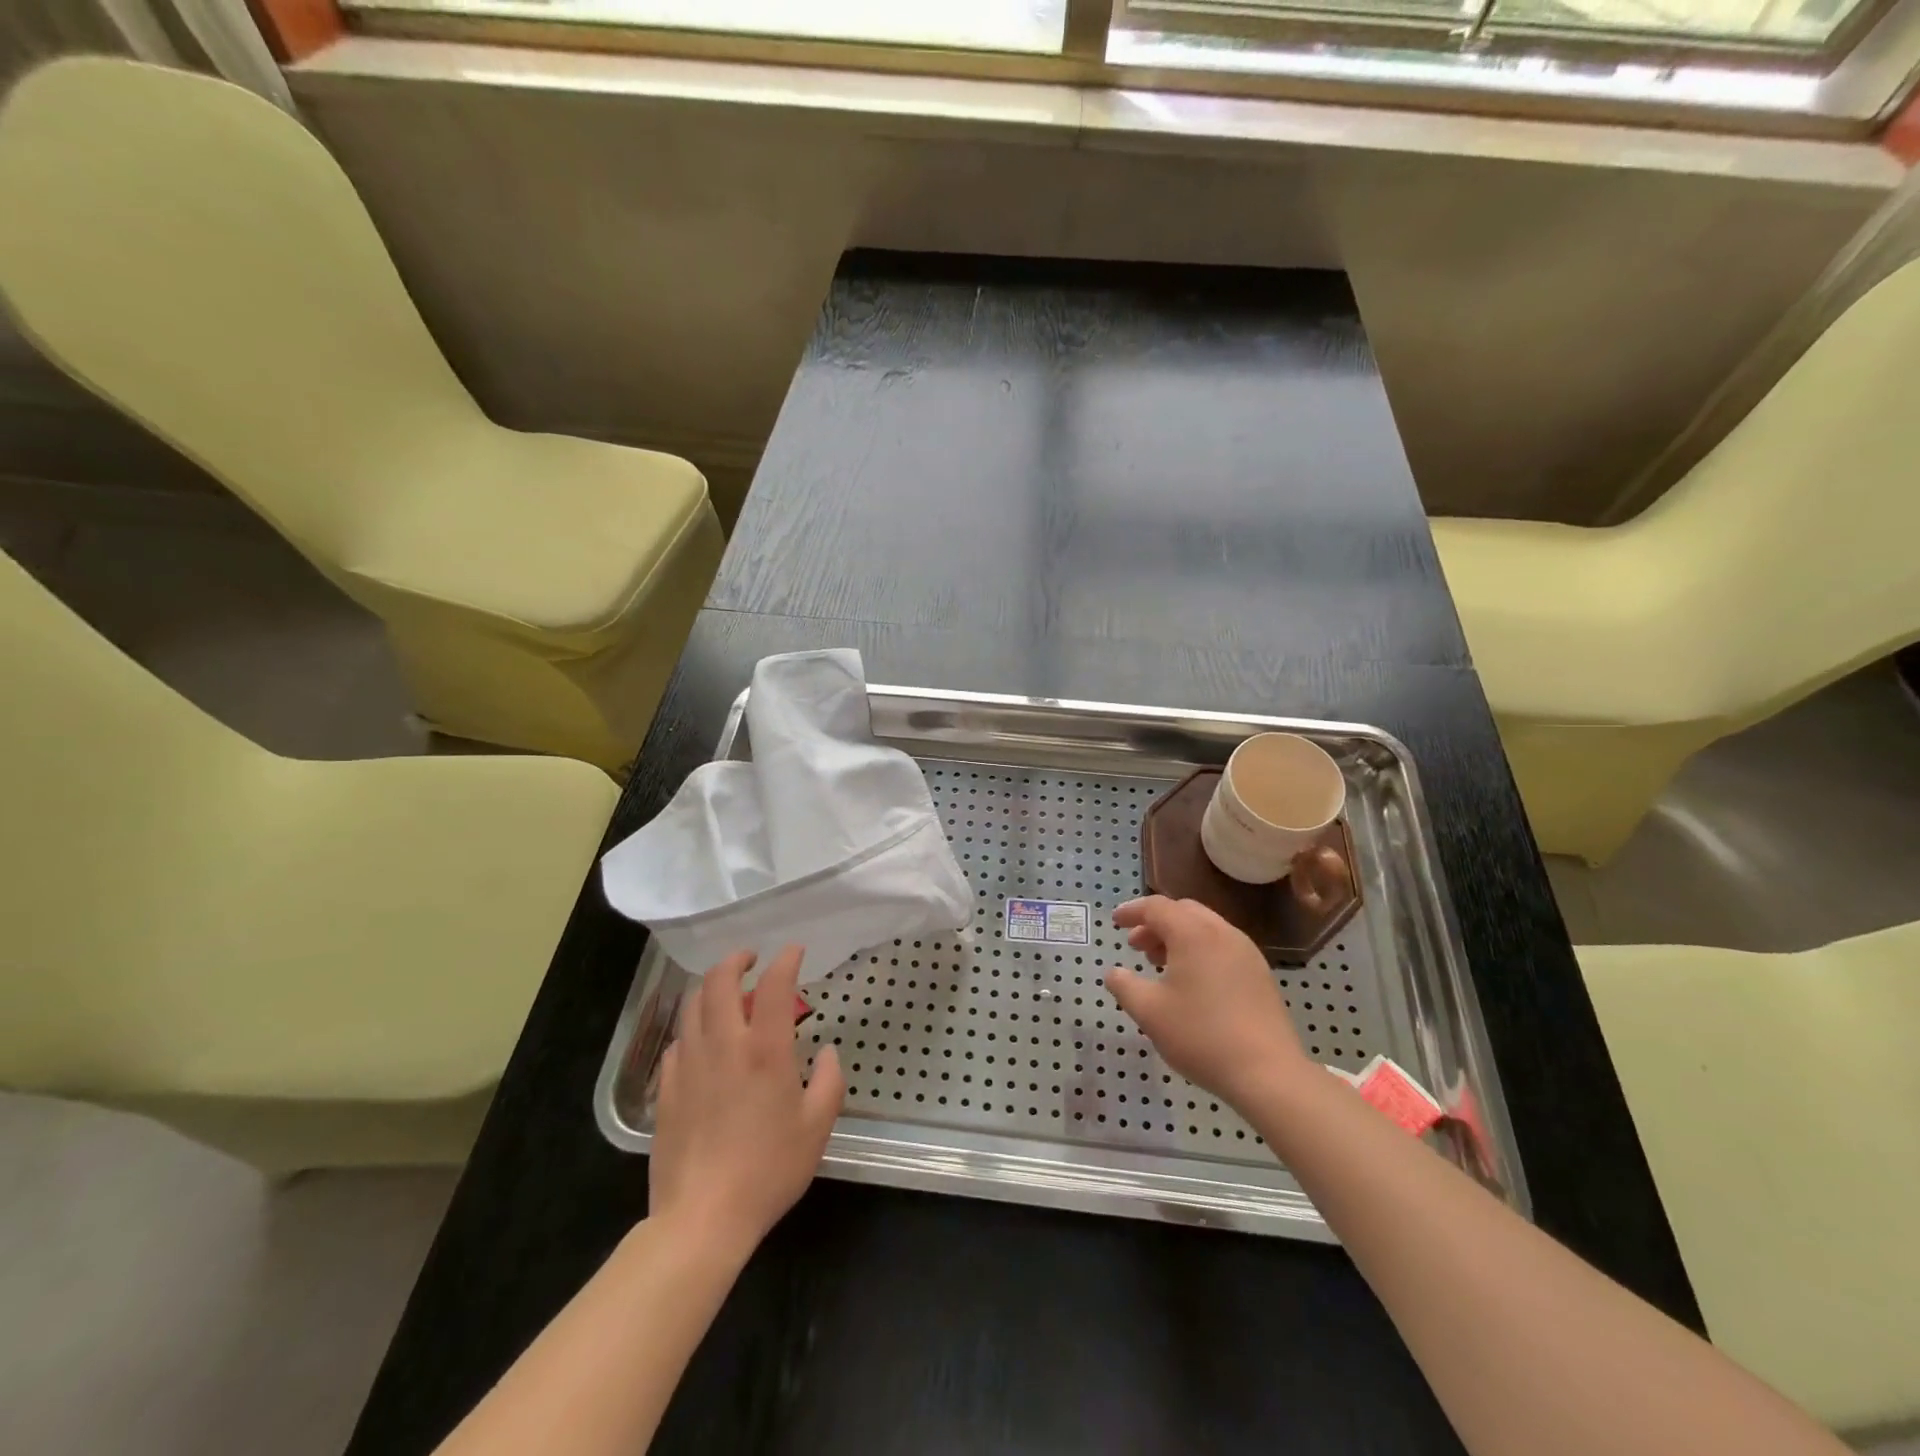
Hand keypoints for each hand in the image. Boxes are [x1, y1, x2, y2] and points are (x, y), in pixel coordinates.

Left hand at [647, 946, 844, 1261]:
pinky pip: (677, 1042)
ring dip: (711, 988)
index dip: (786, 960)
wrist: (702, 1218)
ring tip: (727, 994)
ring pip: (692, 1005)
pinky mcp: (666, 1088)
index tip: (794, 951)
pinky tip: (703, 1043)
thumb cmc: (768, 1170)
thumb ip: (830, 1081)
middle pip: (720, 980)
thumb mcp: (817, 1127)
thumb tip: (829, 1052)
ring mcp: (689, 1065)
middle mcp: (724, 1045)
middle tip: (751, 960)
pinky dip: (693, 1028)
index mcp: (765, 1050)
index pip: (774, 985)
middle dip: (736, 960)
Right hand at [1106, 896, 1309, 1108]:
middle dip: (1155, 923)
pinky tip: (1192, 983)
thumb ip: (1124, 986)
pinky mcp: (1260, 974)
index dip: (1132, 911)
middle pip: (1183, 911)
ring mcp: (1246, 952)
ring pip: (1205, 928)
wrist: (1268, 1073)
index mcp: (1193, 933)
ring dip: (1178, 937)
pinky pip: (1222, 946)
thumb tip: (1114, 973)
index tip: (1115, 922)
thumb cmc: (1201, 1036)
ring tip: (1161, 966)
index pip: (1156, 907)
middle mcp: (1222, 933)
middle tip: (1137, 947)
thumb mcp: (1149, 1012)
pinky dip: (1199, 950)